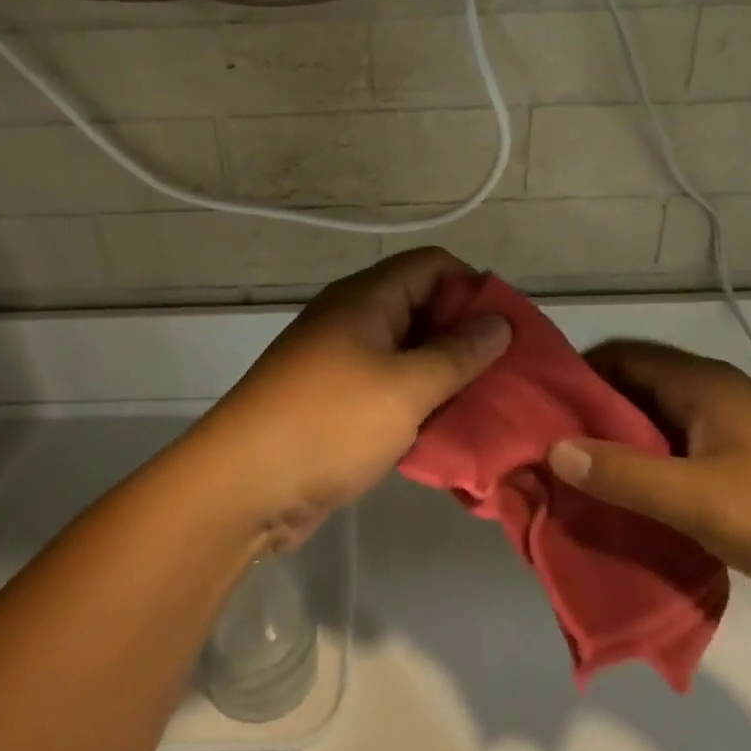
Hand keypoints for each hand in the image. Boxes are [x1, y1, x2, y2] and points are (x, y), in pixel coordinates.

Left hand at [189, 248, 511, 547]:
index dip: (473, 288)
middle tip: (506, 374)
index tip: (507, 331)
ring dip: (444, 374)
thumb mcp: (406, 387)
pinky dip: (417, 401)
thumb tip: (498, 322)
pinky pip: (388, 387)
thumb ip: (458, 353)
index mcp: (366, 297)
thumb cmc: (329, 423)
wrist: (244, 485)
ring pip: (407, 352)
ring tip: (486, 404)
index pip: (433, 265)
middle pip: (422, 307)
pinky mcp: (334, 401)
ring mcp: (340, 360)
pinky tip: (445, 429)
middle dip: (466, 336)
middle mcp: (353, 318)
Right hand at [547, 341, 750, 617]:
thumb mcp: (696, 499)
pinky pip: (674, 450)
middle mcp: (711, 394)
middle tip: (550, 449)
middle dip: (591, 415)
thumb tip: (554, 449)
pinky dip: (645, 466)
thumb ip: (622, 474)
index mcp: (701, 383)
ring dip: (617, 445)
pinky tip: (626, 499)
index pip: (621, 355)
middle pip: (634, 387)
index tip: (540, 409)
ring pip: (653, 422)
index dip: (578, 375)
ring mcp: (728, 428)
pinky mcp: (739, 461)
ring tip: (577, 476)